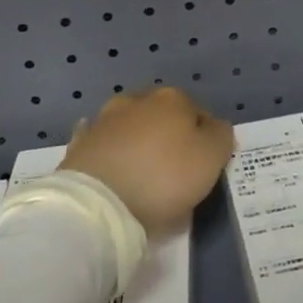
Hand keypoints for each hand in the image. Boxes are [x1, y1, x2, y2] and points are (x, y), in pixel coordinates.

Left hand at [60, 86, 234, 233]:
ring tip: (141, 172)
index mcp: (173, 98)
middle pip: (163, 116)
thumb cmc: (163, 177)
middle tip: (173, 170)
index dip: (205, 140)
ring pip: (131, 125)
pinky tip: (112, 164)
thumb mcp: (212, 157)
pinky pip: (102, 143)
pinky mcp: (81, 144)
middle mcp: (138, 100)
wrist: (98, 204)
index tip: (203, 167)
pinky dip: (109, 150)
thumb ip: (221, 135)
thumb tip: (215, 126)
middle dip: (169, 135)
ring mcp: (105, 120)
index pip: (199, 114)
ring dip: (137, 140)